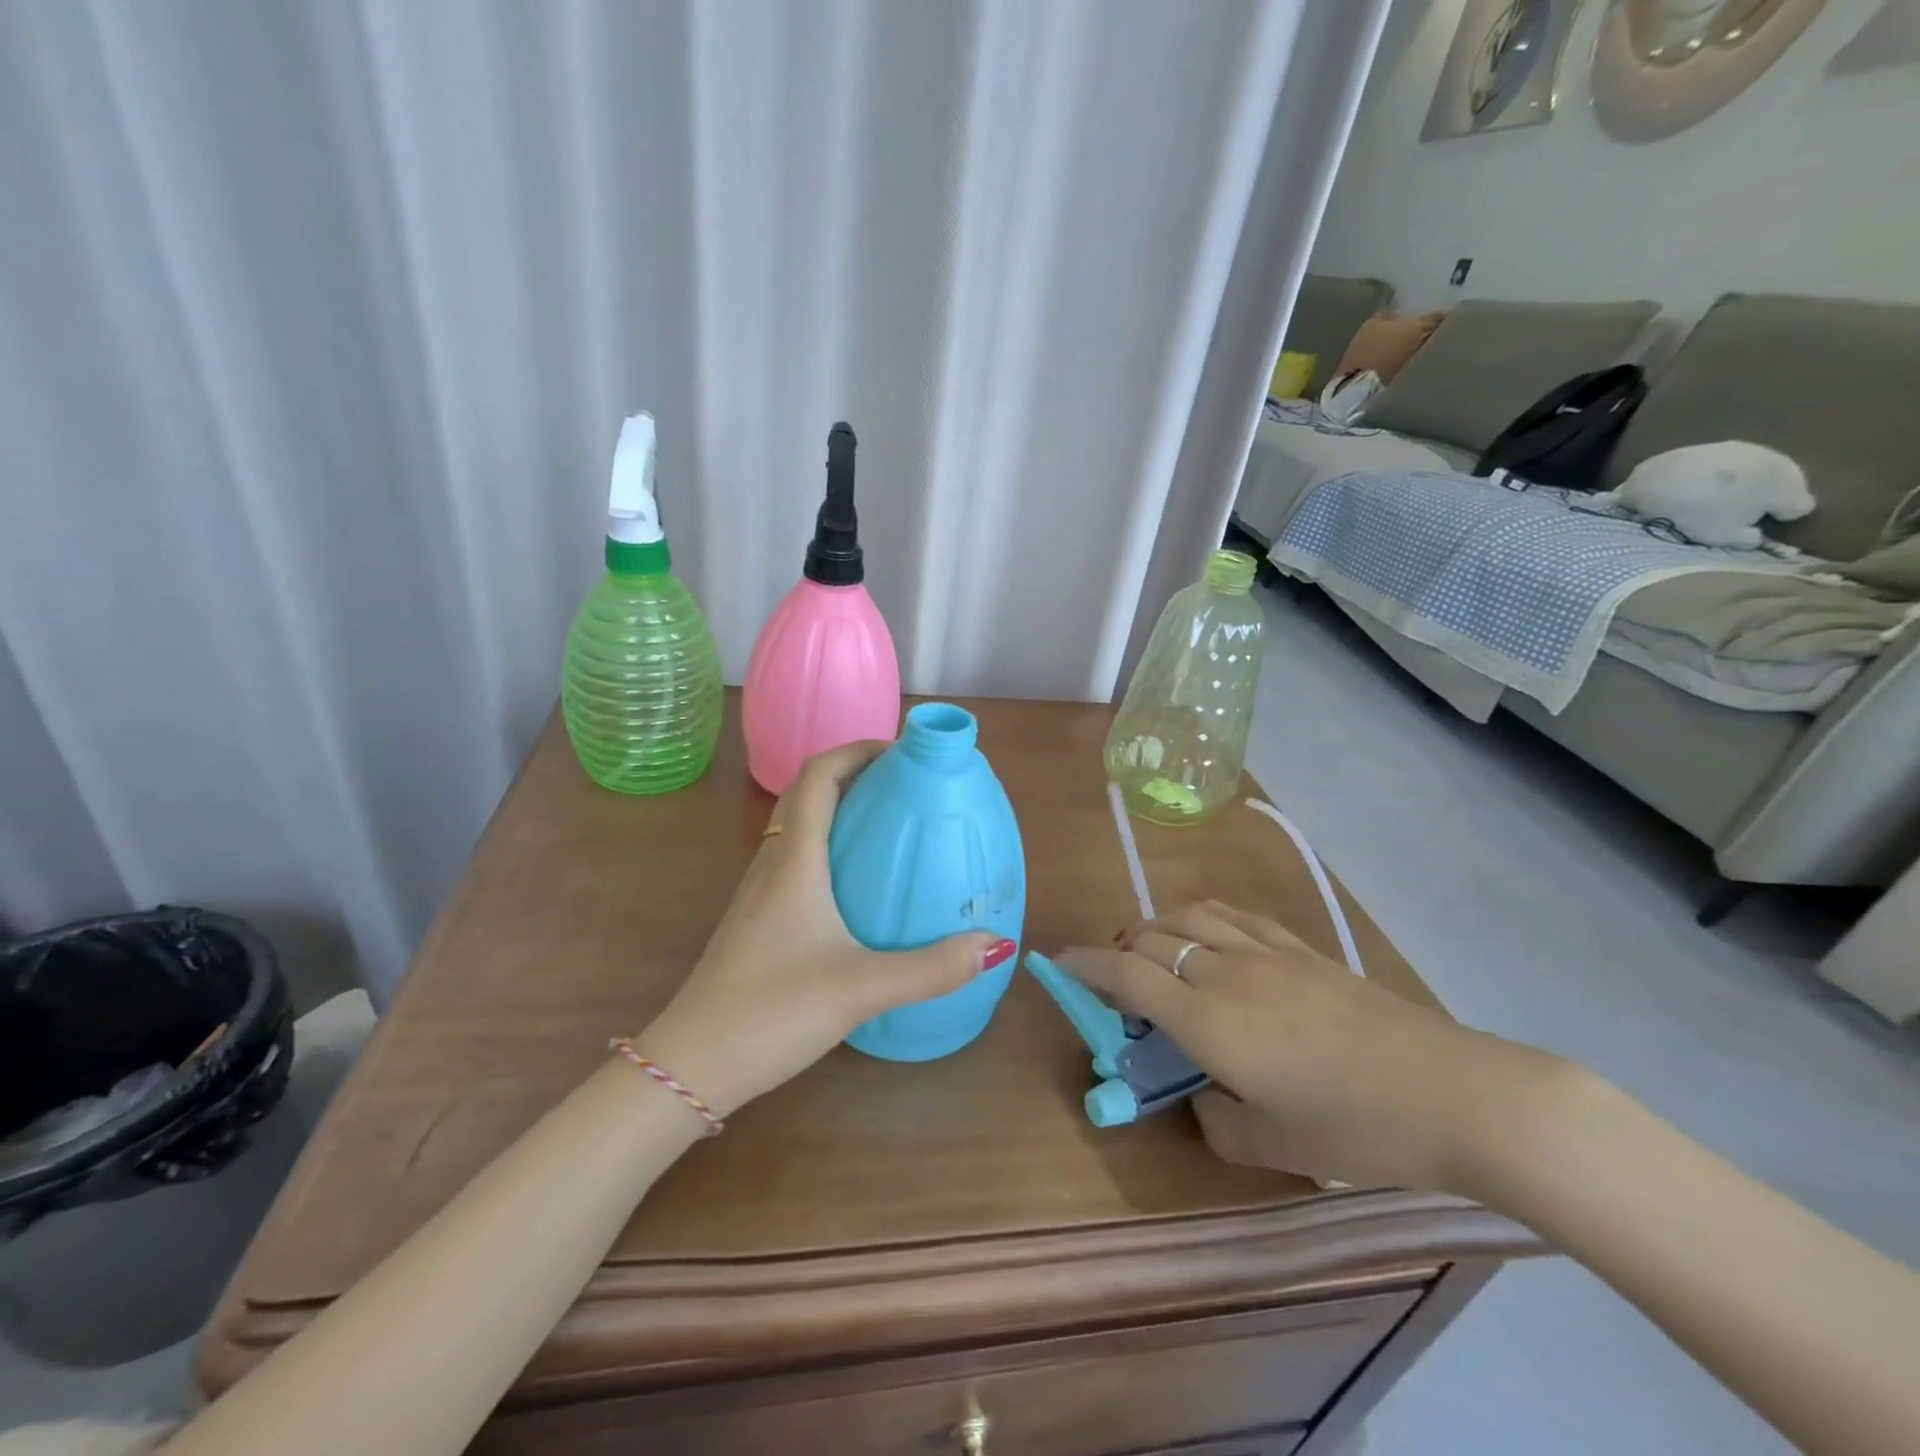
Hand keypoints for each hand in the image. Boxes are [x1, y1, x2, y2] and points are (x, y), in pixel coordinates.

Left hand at [634, 742, 1015, 1118]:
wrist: (691, 1065)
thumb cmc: (772, 1011)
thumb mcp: (861, 988)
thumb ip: (931, 968)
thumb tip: (995, 943)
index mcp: (794, 861)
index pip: (818, 776)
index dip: (856, 750)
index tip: (900, 752)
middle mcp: (772, 864)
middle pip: (806, 794)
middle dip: (853, 776)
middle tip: (903, 786)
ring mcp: (758, 893)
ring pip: (797, 828)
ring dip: (837, 811)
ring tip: (886, 827)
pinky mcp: (756, 920)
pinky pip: (793, 861)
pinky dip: (826, 849)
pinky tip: (855, 887)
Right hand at [1055, 900, 1564, 1191]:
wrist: (1454, 1093)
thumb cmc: (1358, 1129)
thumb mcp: (1274, 1145)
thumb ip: (1217, 1122)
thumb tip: (1200, 1098)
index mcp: (1210, 1022)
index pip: (1128, 976)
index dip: (1085, 964)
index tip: (1057, 961)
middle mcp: (1227, 974)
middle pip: (1151, 938)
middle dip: (1118, 950)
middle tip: (1115, 980)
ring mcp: (1266, 953)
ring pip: (1188, 916)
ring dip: (1157, 927)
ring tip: (1155, 951)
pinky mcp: (1301, 948)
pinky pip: (1234, 915)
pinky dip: (1202, 917)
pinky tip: (1207, 933)